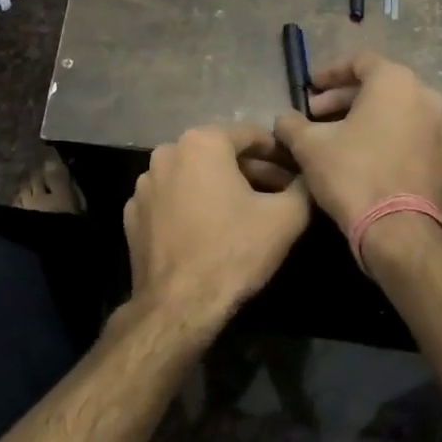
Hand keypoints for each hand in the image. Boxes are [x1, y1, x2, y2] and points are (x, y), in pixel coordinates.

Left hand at [123, 125, 310, 340]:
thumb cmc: (234, 252)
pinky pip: (172, 200)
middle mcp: (167, 153)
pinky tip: (210, 230)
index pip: (251, 135)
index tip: (296, 173)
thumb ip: (303, 188)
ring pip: (194, 176)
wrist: (178, 306)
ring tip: (246, 213)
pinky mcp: (133, 214)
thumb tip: (308, 178)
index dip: (279, 154)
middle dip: (251, 172)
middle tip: (278, 195)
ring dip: (220, 187)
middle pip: (220, 154)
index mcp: (202, 142)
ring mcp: (145, 184)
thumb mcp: (286, 218)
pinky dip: (192, 206)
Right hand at [273, 52, 441, 237]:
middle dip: (343, 98)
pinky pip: (410, 134)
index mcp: (395, 82)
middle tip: (315, 115)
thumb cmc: (353, 175)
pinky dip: (386, 136)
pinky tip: (362, 157)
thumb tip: (284, 119)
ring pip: (396, 111)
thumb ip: (292, 124)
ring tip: (335, 137)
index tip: (309, 88)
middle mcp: (426, 97)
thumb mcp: (309, 146)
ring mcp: (441, 128)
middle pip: (379, 86)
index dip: (329, 72)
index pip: (360, 61)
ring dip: (364, 118)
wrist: (400, 231)